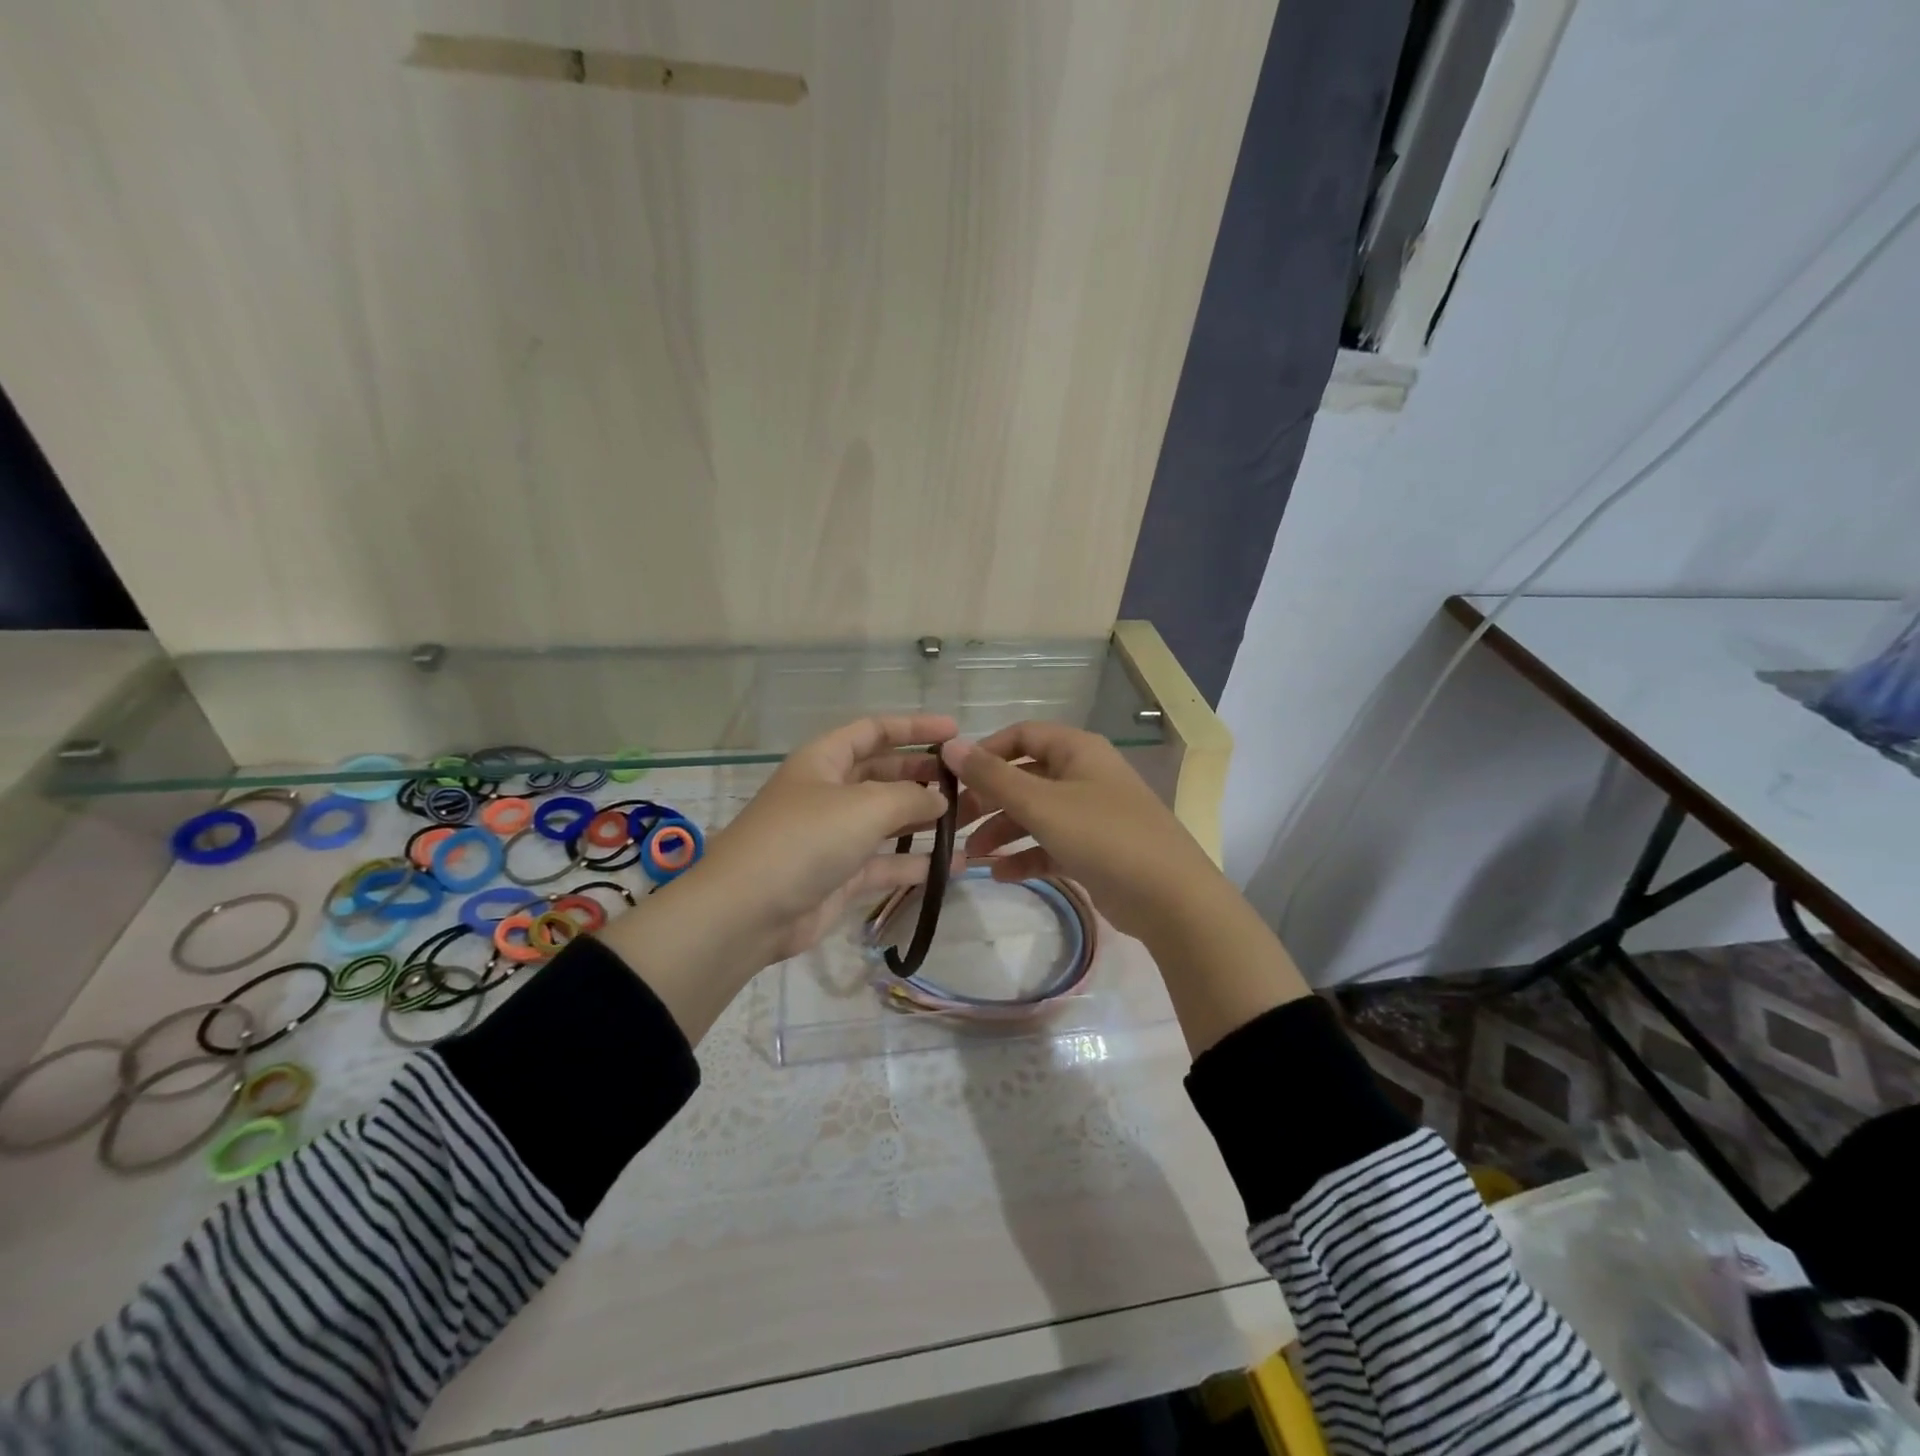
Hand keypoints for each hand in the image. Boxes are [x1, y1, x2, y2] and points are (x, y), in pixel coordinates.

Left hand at [698, 713, 957, 962]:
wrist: (748, 911)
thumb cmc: (805, 839)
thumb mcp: (865, 806)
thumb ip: (911, 797)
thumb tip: (940, 799)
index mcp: (824, 761)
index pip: (873, 731)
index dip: (914, 727)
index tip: (955, 731)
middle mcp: (830, 793)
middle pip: (883, 774)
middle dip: (923, 774)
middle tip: (966, 781)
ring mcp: (835, 837)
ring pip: (888, 820)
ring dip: (925, 819)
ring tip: (969, 819)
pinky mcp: (841, 876)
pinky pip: (886, 863)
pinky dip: (916, 863)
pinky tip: (954, 865)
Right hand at [940, 722, 1221, 942]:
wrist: (1170, 897)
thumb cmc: (1103, 836)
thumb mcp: (1041, 804)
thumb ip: (992, 776)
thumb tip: (950, 745)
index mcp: (1077, 750)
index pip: (1021, 735)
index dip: (985, 753)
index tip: (953, 777)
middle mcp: (1083, 775)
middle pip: (1024, 777)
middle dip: (988, 799)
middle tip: (954, 822)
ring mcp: (1090, 814)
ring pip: (1035, 814)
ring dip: (1002, 831)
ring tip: (971, 856)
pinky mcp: (1094, 850)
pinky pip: (1050, 844)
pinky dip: (1025, 856)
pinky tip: (1000, 874)